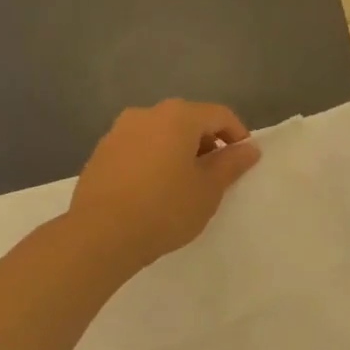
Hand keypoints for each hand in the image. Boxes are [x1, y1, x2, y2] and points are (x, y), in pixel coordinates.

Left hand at [66, 100, 260, 274]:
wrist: (100, 235)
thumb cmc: (165, 208)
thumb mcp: (208, 189)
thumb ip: (231, 164)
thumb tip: (249, 149)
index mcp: (178, 116)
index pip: (219, 114)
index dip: (238, 135)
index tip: (243, 161)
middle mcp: (146, 114)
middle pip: (188, 120)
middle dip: (207, 143)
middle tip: (215, 175)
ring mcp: (118, 131)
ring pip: (161, 133)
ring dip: (178, 151)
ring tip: (184, 184)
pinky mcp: (100, 153)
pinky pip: (138, 148)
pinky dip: (154, 160)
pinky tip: (154, 190)